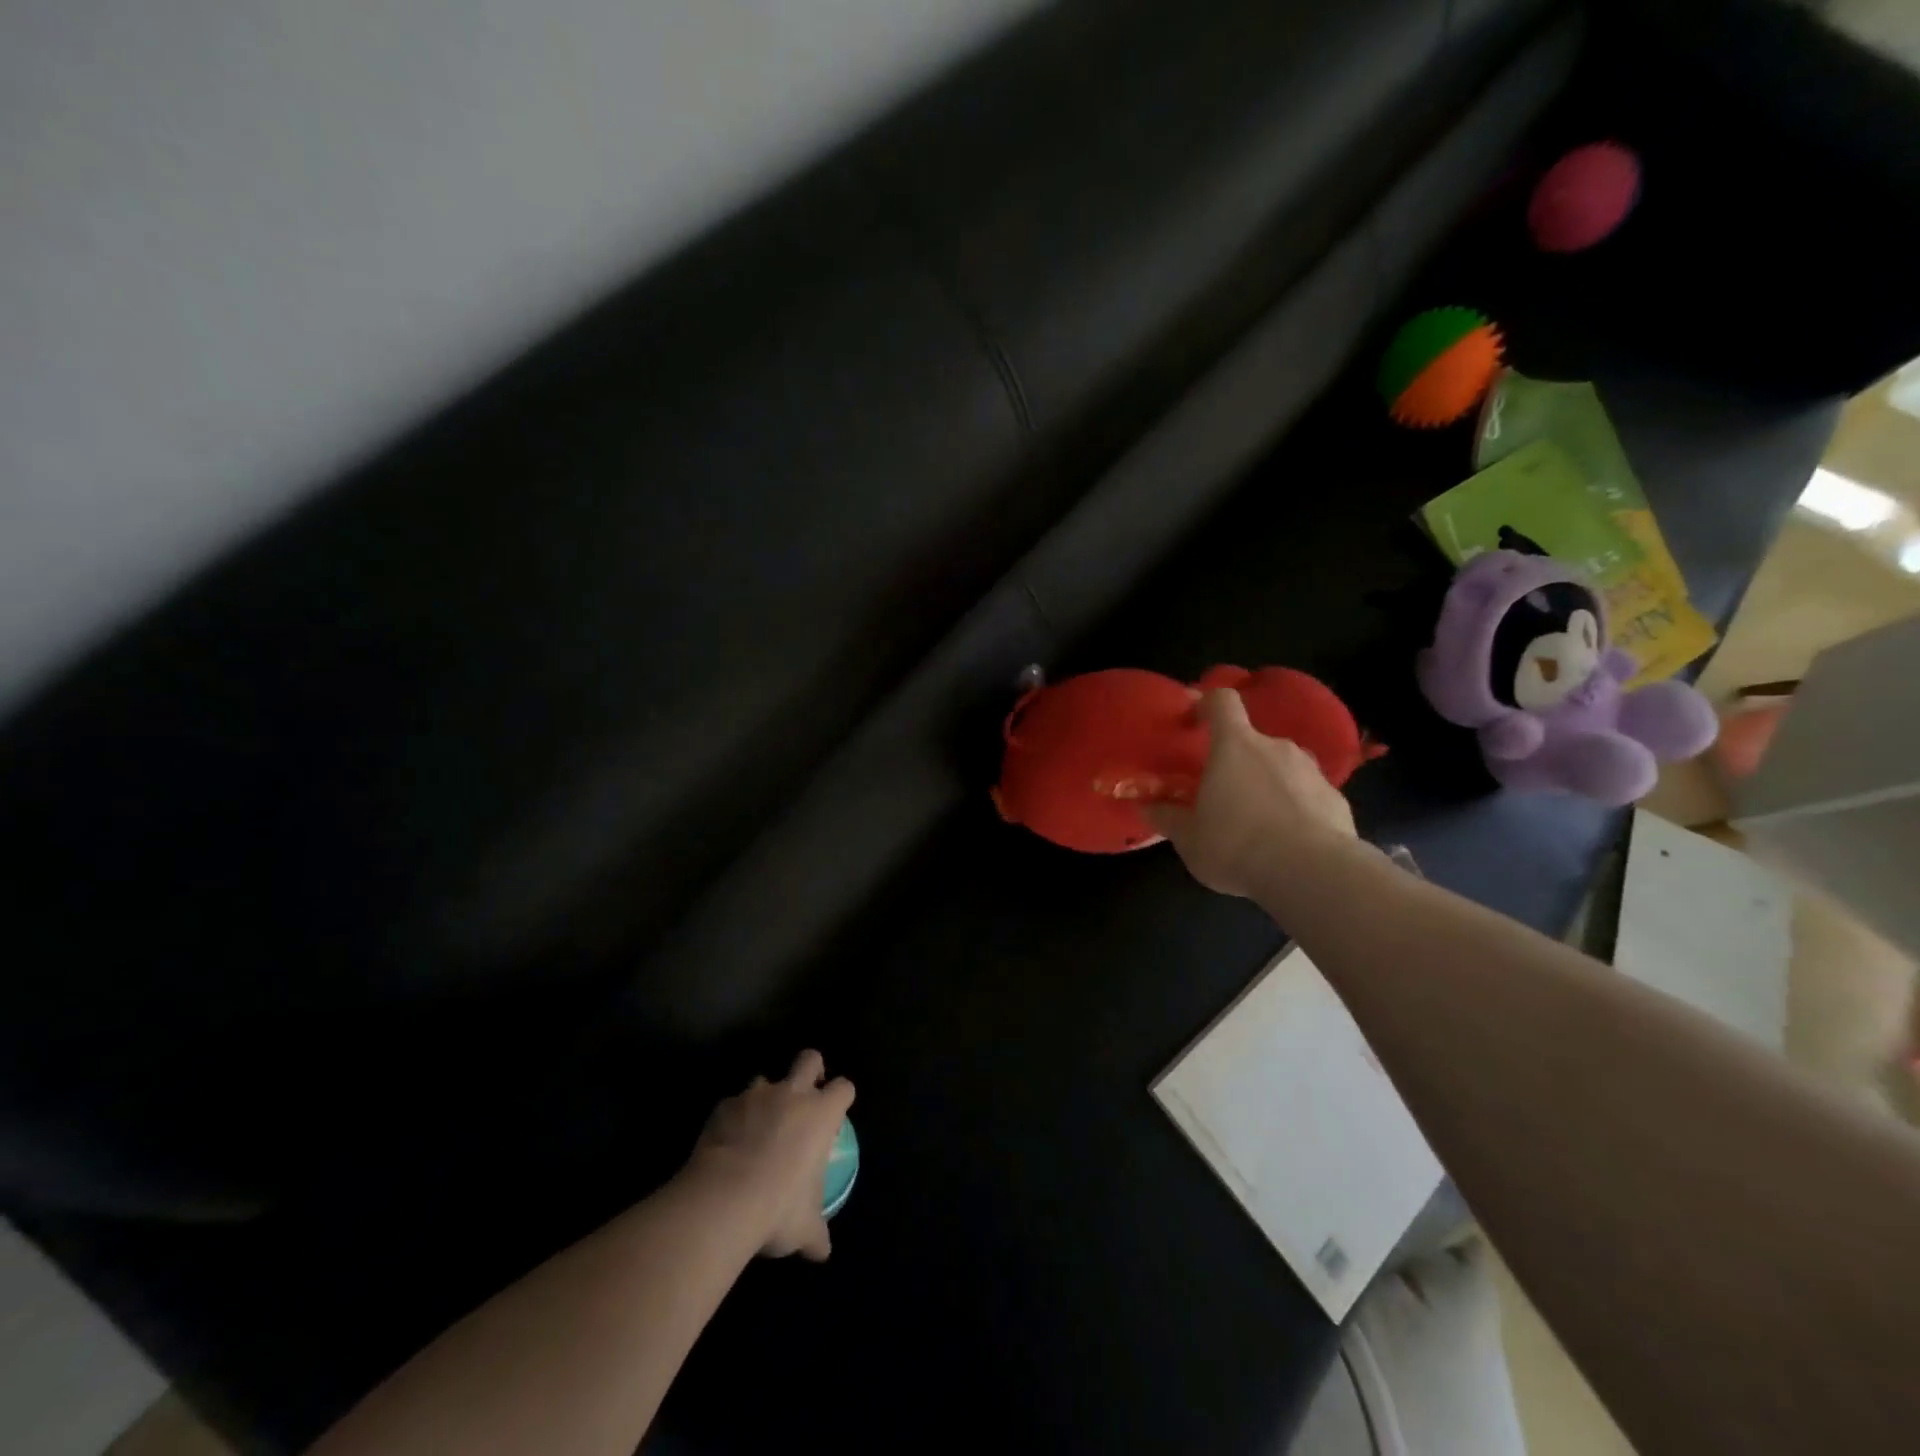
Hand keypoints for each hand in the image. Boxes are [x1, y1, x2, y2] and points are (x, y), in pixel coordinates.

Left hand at [687, 1050, 854, 1261]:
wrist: (722, 1198)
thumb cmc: (777, 1207)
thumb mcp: (805, 1228)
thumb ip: (817, 1233)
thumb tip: (822, 1251)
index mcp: (821, 1114)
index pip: (843, 1088)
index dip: (841, 1097)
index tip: (837, 1112)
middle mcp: (791, 1094)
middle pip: (809, 1059)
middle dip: (811, 1069)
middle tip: (806, 1093)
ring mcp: (755, 1096)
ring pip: (765, 1079)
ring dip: (766, 1097)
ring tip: (758, 1126)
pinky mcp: (723, 1107)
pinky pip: (733, 1105)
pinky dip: (733, 1119)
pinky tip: (726, 1145)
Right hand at [1142, 689, 1356, 898]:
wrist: (1312, 873)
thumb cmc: (1236, 845)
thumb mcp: (1188, 838)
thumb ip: (1167, 817)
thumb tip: (1148, 806)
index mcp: (1234, 745)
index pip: (1222, 701)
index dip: (1207, 704)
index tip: (1195, 721)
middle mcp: (1275, 747)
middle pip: (1251, 741)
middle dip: (1236, 763)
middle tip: (1223, 796)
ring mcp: (1311, 771)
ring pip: (1282, 768)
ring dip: (1267, 786)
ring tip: (1257, 824)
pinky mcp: (1336, 799)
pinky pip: (1307, 796)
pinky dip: (1295, 810)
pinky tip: (1289, 843)